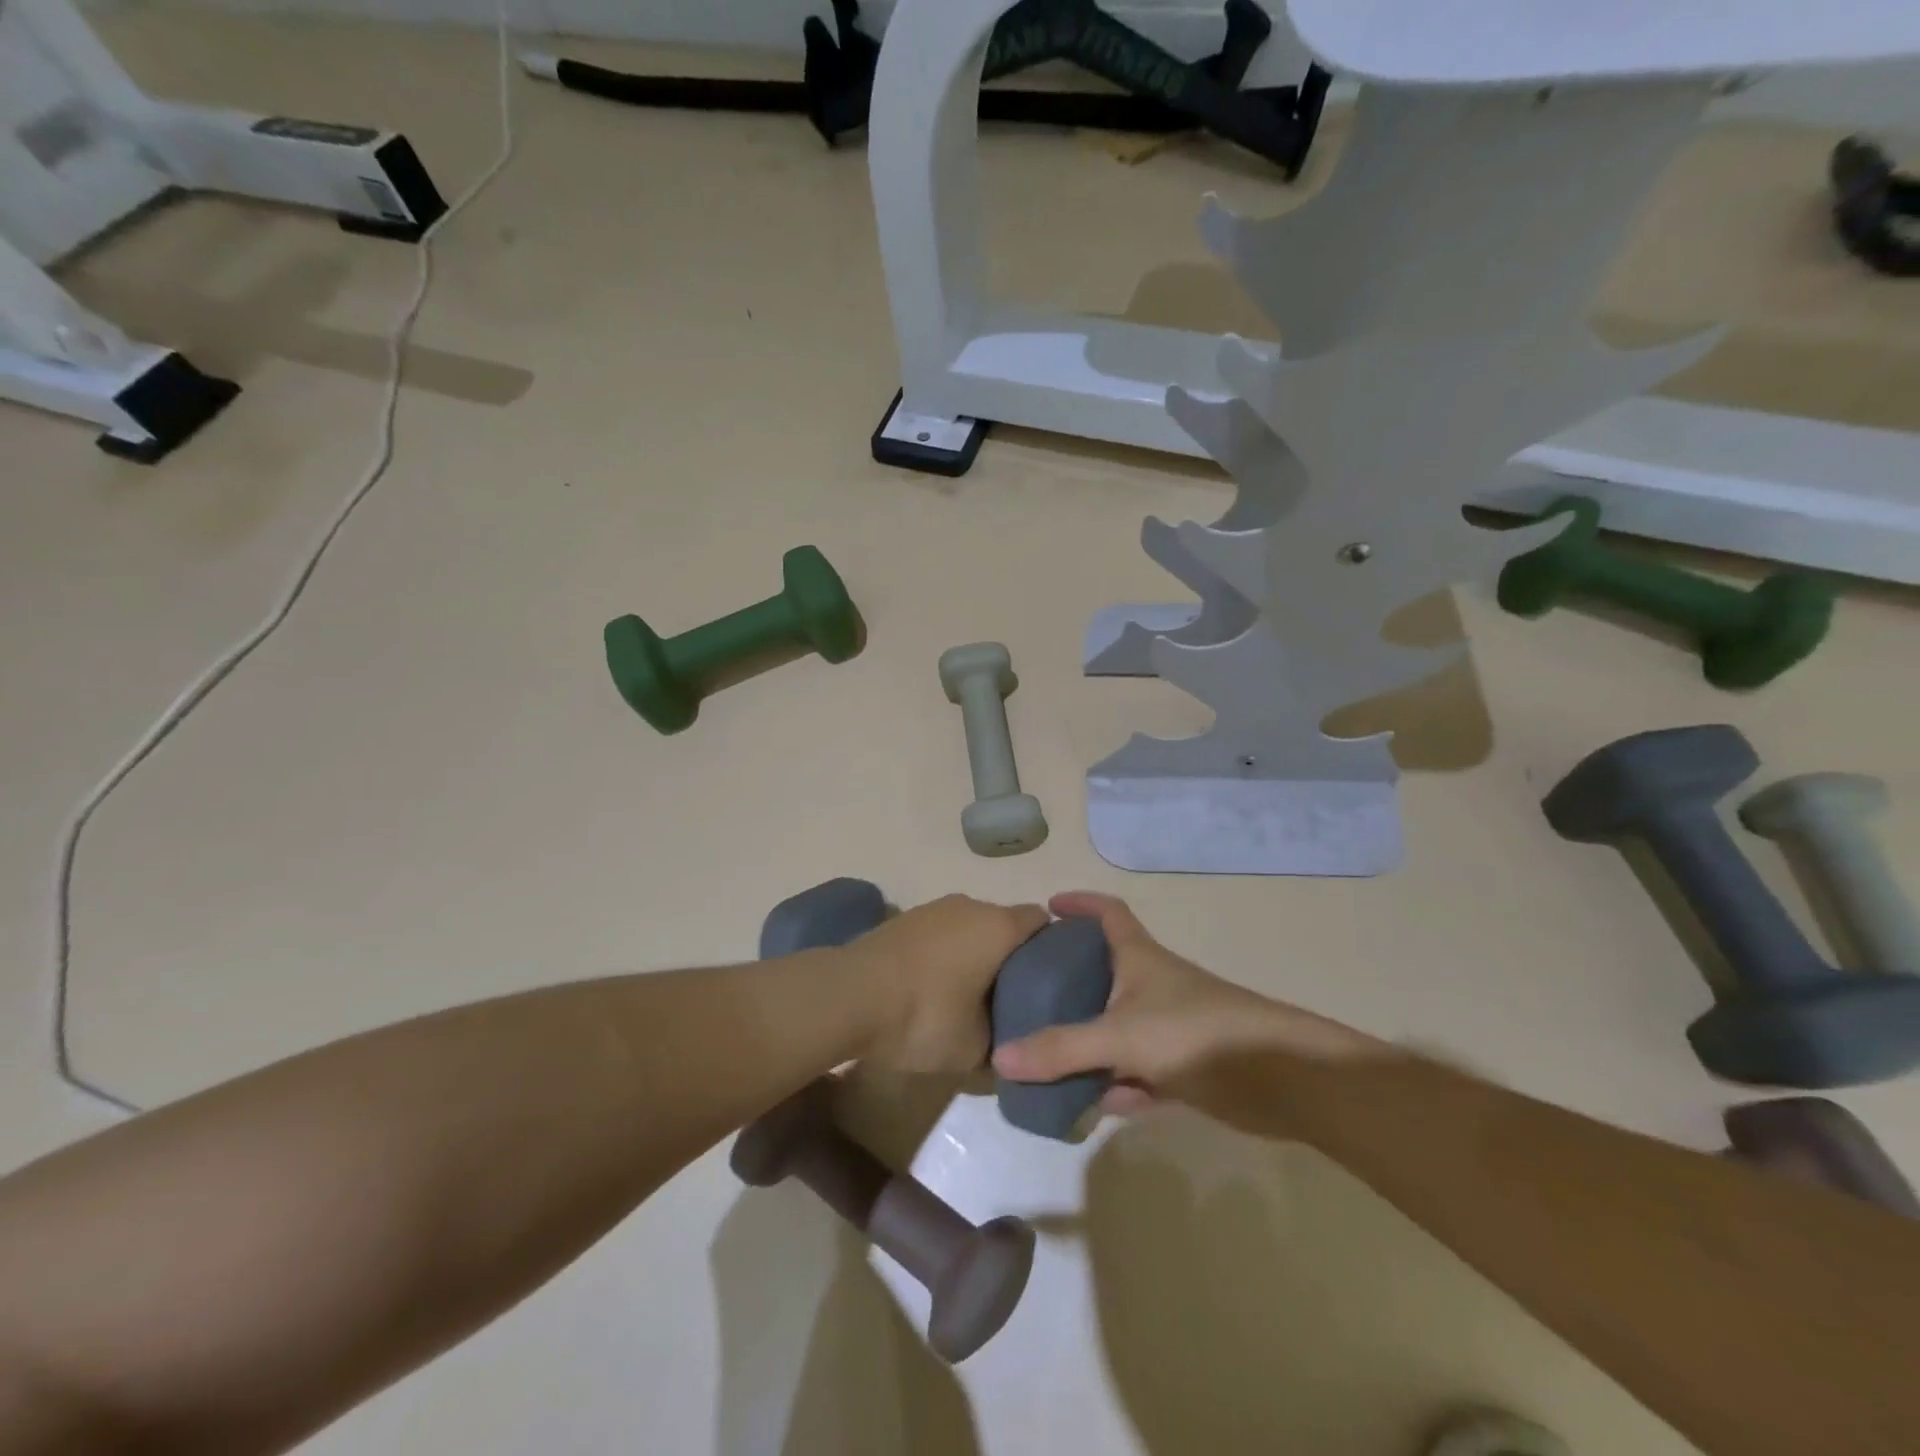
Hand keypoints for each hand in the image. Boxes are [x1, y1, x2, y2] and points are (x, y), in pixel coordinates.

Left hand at [849, 894, 1049, 1071]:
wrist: (849, 995)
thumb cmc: (925, 1016)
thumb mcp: (974, 1048)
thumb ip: (1001, 1043)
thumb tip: (1007, 1046)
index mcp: (998, 926)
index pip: (1041, 921)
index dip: (1050, 948)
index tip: (1049, 981)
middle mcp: (969, 905)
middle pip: (1003, 923)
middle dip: (1009, 955)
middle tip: (1011, 996)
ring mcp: (932, 908)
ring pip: (968, 926)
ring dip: (972, 953)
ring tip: (968, 994)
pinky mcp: (902, 919)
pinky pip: (939, 933)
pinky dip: (943, 953)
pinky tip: (932, 987)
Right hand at [990, 892, 1378, 1114]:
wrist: (1279, 1078)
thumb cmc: (1195, 1032)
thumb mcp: (1120, 1035)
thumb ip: (1062, 1049)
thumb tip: (1001, 1058)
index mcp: (1138, 957)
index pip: (1107, 912)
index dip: (1080, 904)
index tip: (1047, 908)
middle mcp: (1150, 985)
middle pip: (1102, 972)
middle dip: (1067, 982)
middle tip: (1026, 994)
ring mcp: (1167, 1027)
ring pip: (1114, 1029)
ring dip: (1084, 1044)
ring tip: (1040, 1059)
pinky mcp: (1182, 1067)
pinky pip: (1134, 1072)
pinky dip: (1113, 1085)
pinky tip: (1085, 1106)